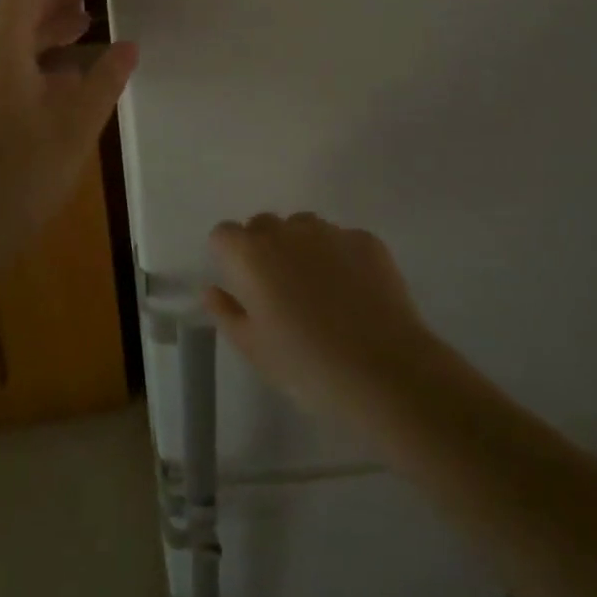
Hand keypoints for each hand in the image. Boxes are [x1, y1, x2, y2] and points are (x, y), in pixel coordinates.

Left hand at [0, 0, 137, 286]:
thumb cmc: (17, 174)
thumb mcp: (75, 125)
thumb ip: (105, 80)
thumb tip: (127, 45)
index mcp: (1, 49)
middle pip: (16, 11)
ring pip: (10, 41)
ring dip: (45, 28)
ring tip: (83, 25)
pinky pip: (4, 67)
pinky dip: (34, 58)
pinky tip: (60, 79)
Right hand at [205, 214, 438, 422]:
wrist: (384, 371)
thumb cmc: (307, 366)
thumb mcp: (255, 350)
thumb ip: (227, 313)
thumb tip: (212, 290)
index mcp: (251, 255)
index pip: (224, 234)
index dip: (228, 257)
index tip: (241, 287)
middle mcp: (287, 231)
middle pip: (263, 225)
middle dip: (264, 249)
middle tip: (279, 293)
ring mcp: (330, 231)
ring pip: (304, 228)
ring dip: (302, 249)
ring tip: (319, 293)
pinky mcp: (366, 240)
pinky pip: (341, 241)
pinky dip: (340, 259)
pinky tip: (355, 296)